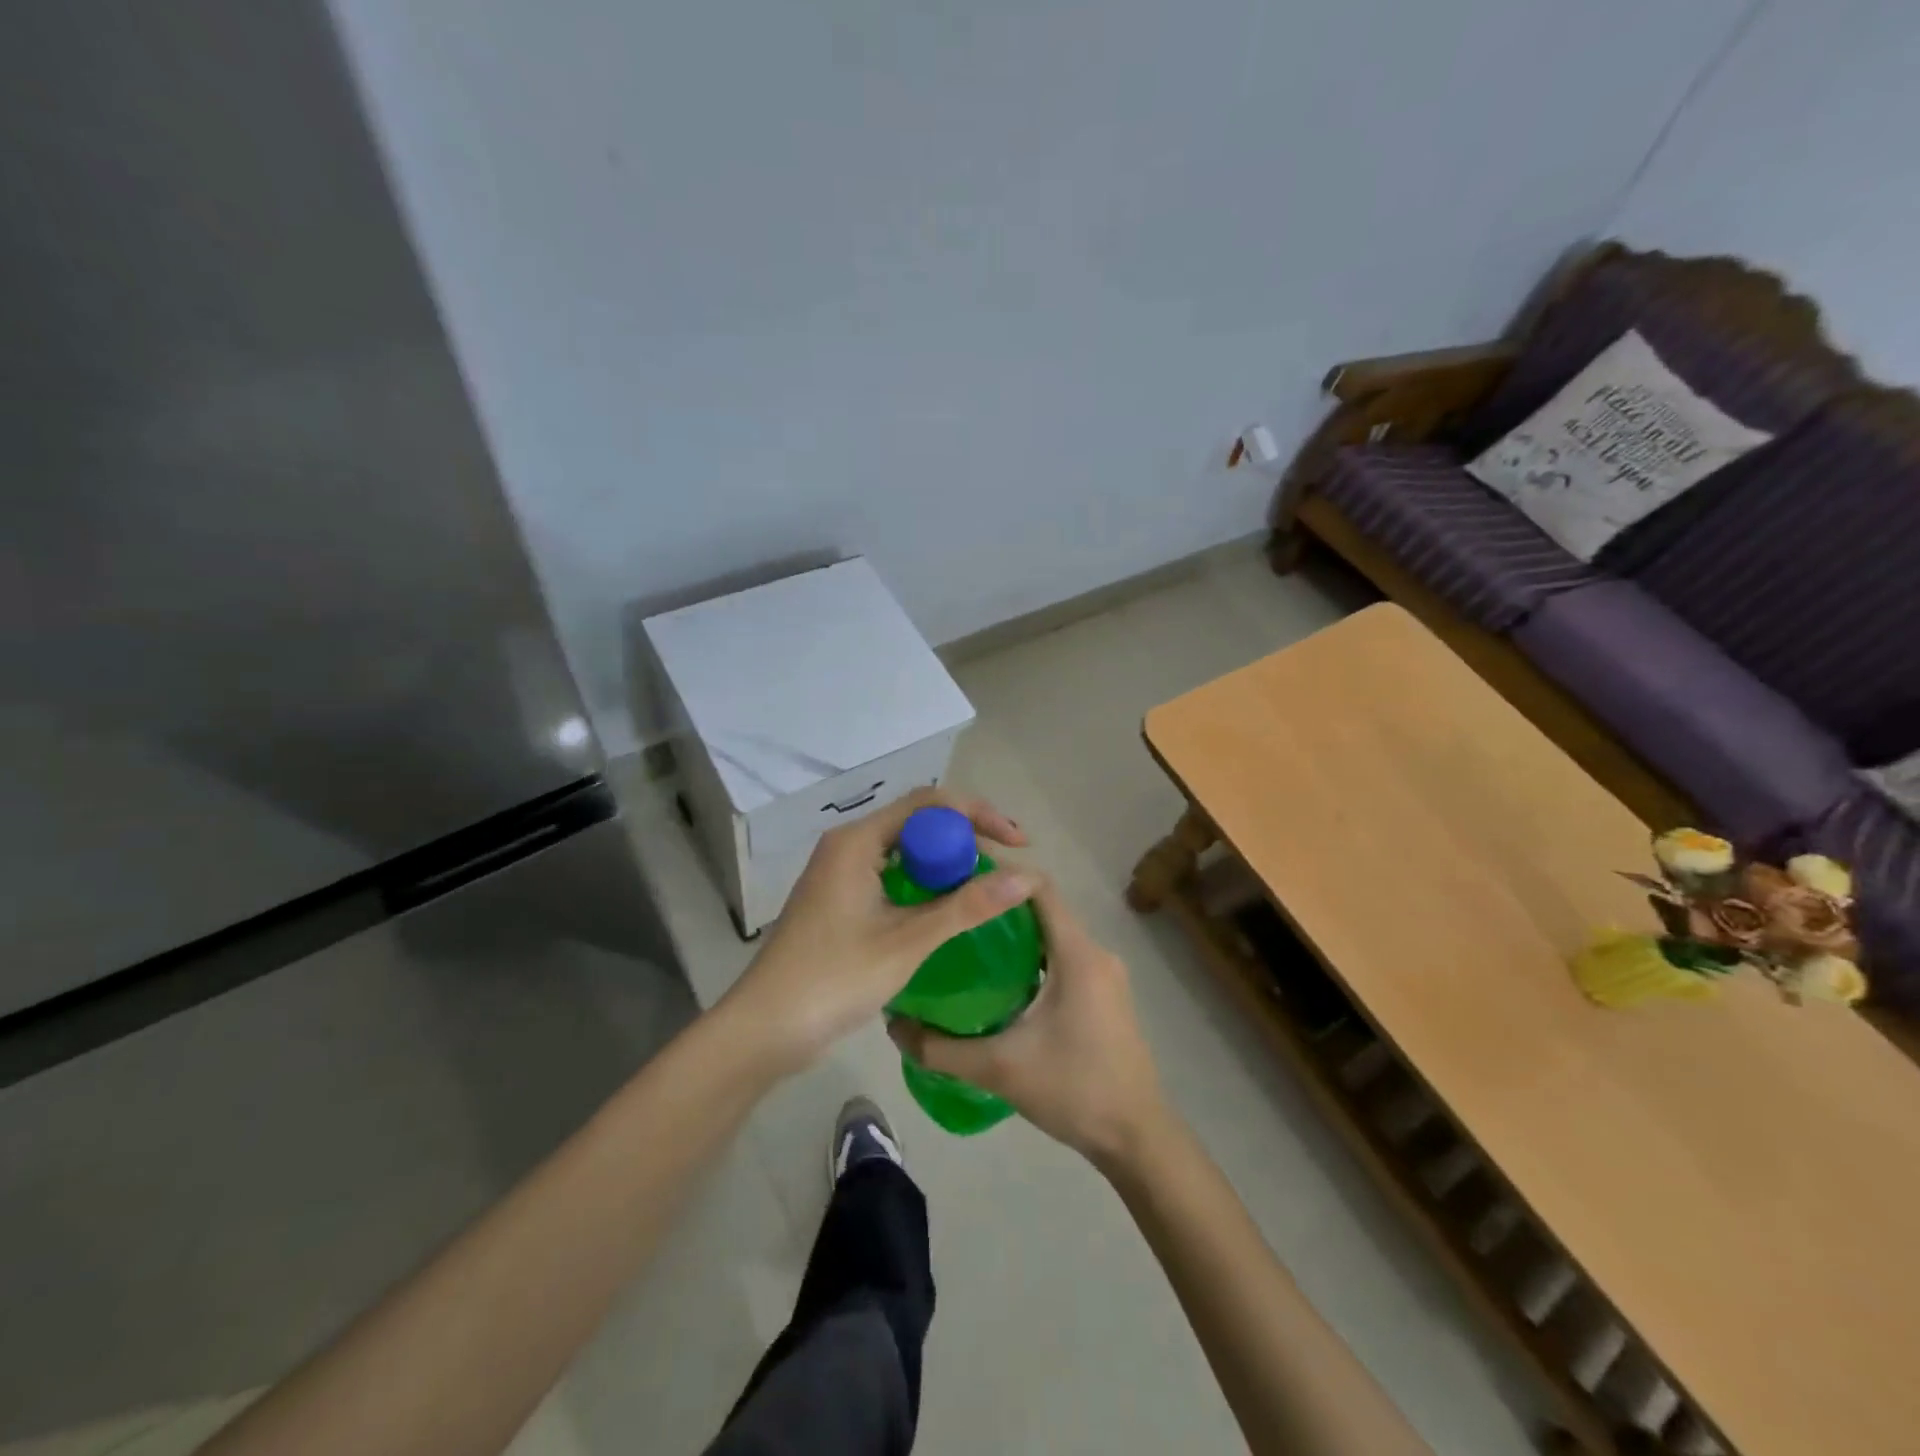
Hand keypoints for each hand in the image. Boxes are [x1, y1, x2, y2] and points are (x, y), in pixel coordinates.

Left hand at [725, 788, 1033, 1073]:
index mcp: (857, 841)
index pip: (929, 804)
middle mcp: (848, 845)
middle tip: (1007, 870)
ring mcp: (841, 873)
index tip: (1017, 843)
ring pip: (907, 852)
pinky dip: (926, 886)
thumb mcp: (906, 942)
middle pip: (918, 823)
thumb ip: (966, 907)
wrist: (764, 1029)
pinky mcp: (840, 899)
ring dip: (948, 864)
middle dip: (966, 840)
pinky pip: (893, 876)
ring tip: (988, 888)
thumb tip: (1027, 877)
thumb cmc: (833, 979)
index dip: (978, 815)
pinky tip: (950, 910)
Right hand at [888, 878, 1167, 1168]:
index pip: (1039, 887)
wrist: (1138, 1138)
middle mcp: (1096, 952)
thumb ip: (941, 1049)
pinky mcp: (1106, 994)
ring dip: (1015, 931)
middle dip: (999, 902)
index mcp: (1078, 953)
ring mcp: (1105, 974)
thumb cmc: (1075, 1091)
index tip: (957, 873)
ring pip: (1054, 933)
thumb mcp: (999, 1069)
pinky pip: (1064, 956)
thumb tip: (894, 1027)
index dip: (1000, 872)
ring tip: (966, 939)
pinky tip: (999, 979)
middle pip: (1044, 907)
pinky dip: (1032, 954)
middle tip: (952, 907)